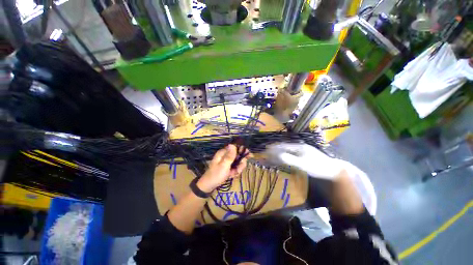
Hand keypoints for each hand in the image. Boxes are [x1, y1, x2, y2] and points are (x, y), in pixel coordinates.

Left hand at [197, 144, 247, 192]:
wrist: (209, 186)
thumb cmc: (216, 175)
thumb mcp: (224, 165)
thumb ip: (230, 156)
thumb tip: (232, 144)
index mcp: (223, 153)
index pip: (236, 148)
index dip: (243, 151)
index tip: (250, 156)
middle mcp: (226, 155)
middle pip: (238, 156)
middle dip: (240, 164)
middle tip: (238, 170)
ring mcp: (227, 162)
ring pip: (238, 163)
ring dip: (238, 169)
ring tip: (233, 174)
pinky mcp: (228, 167)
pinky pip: (235, 168)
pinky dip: (235, 172)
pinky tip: (231, 176)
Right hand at [265, 143, 344, 179]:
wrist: (332, 170)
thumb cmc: (318, 166)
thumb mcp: (303, 164)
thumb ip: (290, 159)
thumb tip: (277, 156)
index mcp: (298, 146)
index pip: (283, 146)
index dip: (274, 148)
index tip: (266, 149)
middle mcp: (298, 146)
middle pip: (283, 147)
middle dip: (274, 149)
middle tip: (266, 152)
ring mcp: (301, 150)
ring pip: (286, 150)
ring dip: (278, 152)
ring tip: (270, 155)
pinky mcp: (302, 155)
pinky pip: (290, 154)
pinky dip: (284, 156)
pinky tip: (280, 158)